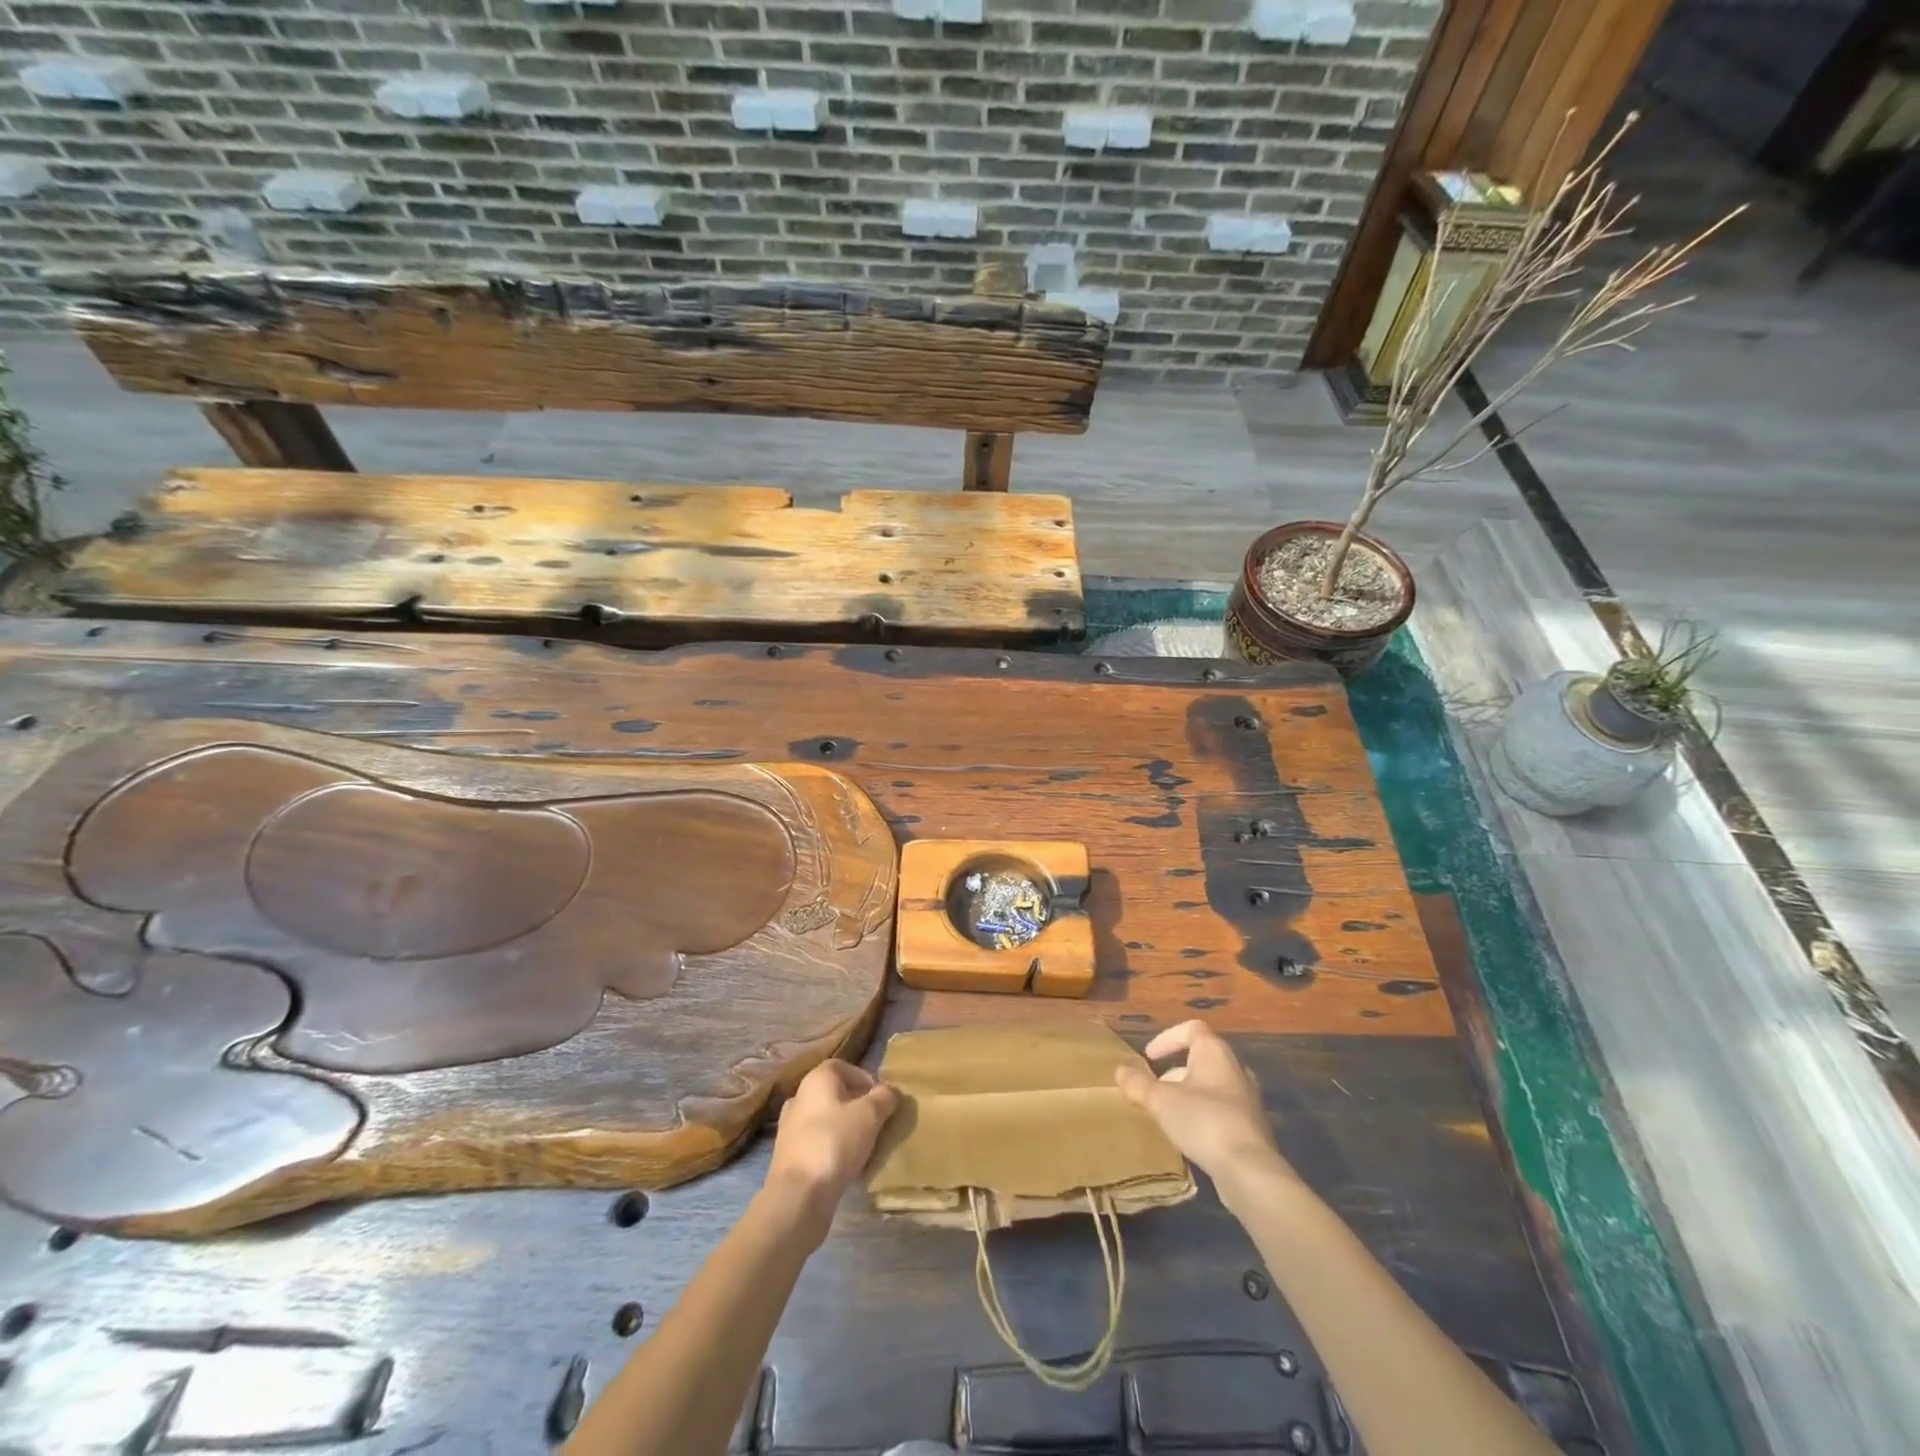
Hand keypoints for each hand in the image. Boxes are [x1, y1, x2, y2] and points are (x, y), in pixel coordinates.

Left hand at [765, 1059, 899, 1220]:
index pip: (842, 1067)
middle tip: (878, 1122)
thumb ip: (884, 1098)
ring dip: (846, 1130)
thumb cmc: (835, 1142)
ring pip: (826, 1121)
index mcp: (816, 1079)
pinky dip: (834, 1150)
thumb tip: (890, 1092)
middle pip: (834, 1094)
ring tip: (867, 1146)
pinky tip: (849, 1167)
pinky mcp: (789, 1158)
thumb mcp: (870, 1115)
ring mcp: (790, 1129)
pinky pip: (818, 1145)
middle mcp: (799, 1098)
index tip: (881, 1098)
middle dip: (857, 1106)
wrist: (798, 1196)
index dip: (864, 1078)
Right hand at [1116, 1020, 1293, 1185]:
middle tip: (1155, 1089)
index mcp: (1215, 1053)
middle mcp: (1236, 1069)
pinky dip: (1203, 1114)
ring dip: (1189, 1094)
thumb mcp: (1161, 1101)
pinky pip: (1222, 1110)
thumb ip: (1138, 1084)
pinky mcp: (1253, 1127)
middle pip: (1202, 1059)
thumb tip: (1120, 1070)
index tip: (1149, 1057)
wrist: (1249, 1171)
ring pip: (1212, 1086)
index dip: (1167, 1038)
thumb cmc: (1203, 1122)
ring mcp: (1248, 1099)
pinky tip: (1189, 1135)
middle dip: (1175, 1071)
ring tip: (1168, 1114)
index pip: (1192, 1029)